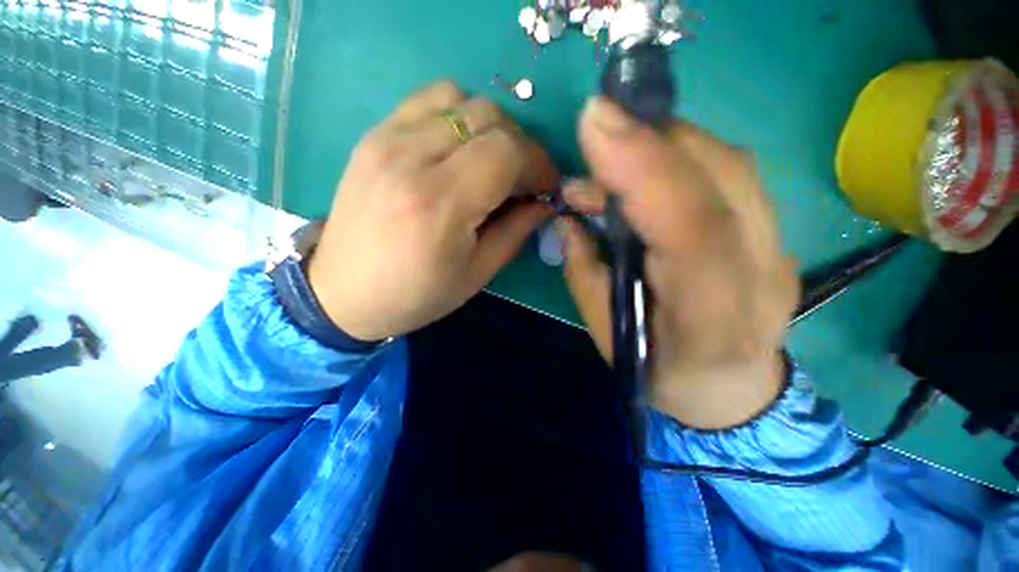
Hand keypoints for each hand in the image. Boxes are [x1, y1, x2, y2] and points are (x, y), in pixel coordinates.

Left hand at [308, 81, 556, 340]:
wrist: (343, 293)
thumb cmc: (416, 294)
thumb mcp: (476, 274)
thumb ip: (516, 231)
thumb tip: (545, 201)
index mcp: (440, 203)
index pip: (507, 152)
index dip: (538, 164)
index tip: (547, 186)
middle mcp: (410, 158)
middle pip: (488, 117)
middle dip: (521, 145)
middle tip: (524, 179)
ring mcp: (386, 139)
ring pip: (460, 98)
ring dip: (490, 127)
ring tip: (492, 162)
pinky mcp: (373, 135)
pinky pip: (428, 100)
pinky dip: (457, 115)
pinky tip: (459, 149)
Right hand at [560, 98, 799, 429]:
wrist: (731, 391)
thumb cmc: (660, 371)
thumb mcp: (608, 333)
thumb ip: (585, 272)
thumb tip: (571, 216)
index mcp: (708, 316)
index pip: (689, 226)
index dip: (644, 165)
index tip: (596, 120)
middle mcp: (760, 273)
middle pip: (720, 175)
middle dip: (649, 139)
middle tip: (596, 137)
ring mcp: (780, 247)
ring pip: (729, 163)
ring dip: (664, 144)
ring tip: (615, 159)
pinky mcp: (776, 231)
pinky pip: (731, 172)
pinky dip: (683, 156)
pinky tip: (650, 169)